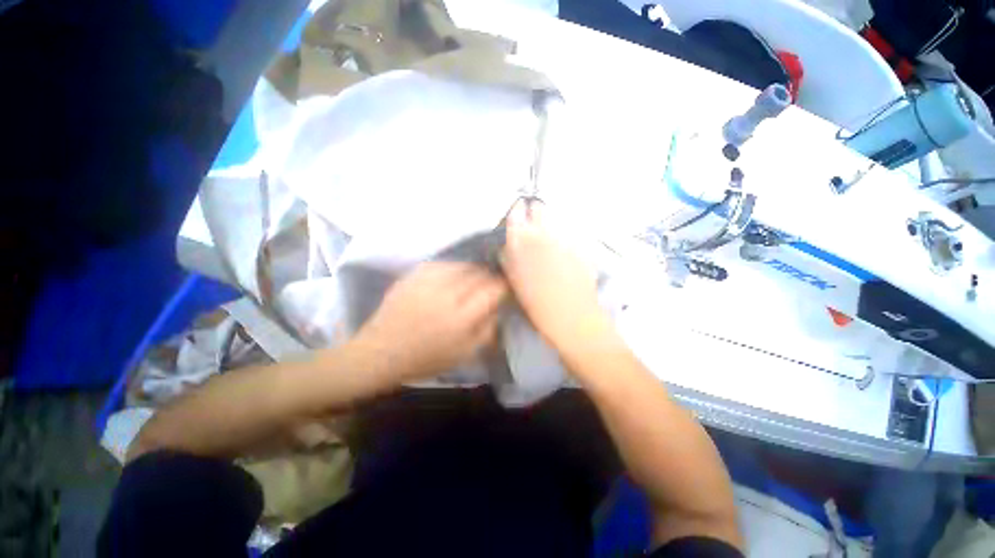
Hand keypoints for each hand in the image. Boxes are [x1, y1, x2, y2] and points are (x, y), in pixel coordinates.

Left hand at [352, 262, 508, 383]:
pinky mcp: (413, 276)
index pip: (492, 290)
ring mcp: (428, 282)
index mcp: (461, 318)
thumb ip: (487, 330)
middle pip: (478, 274)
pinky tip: (452, 274)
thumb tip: (497, 307)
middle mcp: (446, 295)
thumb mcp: (465, 354)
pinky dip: (452, 267)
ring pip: (461, 265)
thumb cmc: (425, 359)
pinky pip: (441, 264)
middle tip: (490, 282)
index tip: (505, 287)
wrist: (381, 352)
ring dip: (472, 269)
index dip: (503, 285)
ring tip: (473, 277)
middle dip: (489, 276)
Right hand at [501, 199, 605, 348]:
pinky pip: (571, 235)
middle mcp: (542, 234)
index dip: (516, 210)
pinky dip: (567, 240)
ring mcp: (564, 238)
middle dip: (536, 213)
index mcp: (521, 242)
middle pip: (539, 209)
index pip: (516, 212)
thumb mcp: (514, 280)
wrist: (570, 315)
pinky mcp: (581, 246)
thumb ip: (509, 258)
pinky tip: (564, 255)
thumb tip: (507, 248)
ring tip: (550, 243)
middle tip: (535, 224)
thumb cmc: (536, 302)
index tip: (518, 210)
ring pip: (556, 220)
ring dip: (551, 226)